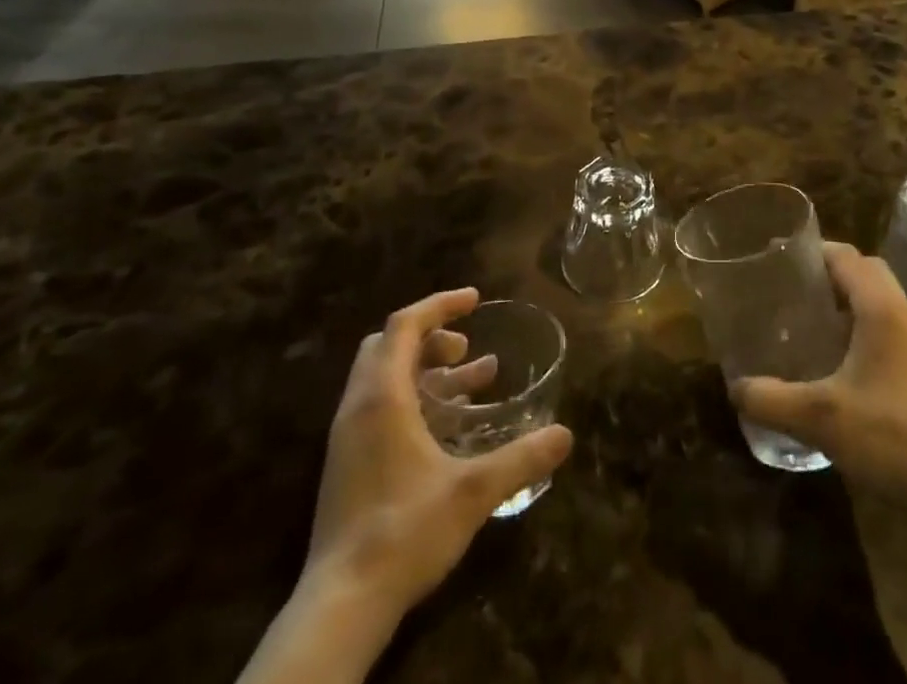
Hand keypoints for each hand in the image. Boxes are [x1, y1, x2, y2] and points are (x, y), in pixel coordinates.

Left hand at [306, 288, 573, 620]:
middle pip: (389, 345)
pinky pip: (380, 407)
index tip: (475, 300)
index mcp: (382, 397)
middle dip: (431, 335)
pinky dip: (414, 398)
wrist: (341, 605)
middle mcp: (359, 406)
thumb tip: (565, 434)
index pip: (405, 324)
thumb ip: (520, 459)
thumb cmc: (404, 532)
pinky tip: (447, 429)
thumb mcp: (472, 492)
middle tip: (466, 347)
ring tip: (474, 382)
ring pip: (384, 377)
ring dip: (426, 369)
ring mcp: (348, 437)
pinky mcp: (348, 465)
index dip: (440, 305)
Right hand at [732, 243, 906, 505]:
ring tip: (807, 323)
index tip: (778, 260)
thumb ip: (773, 400)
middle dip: (828, 273)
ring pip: (878, 301)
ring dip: (845, 302)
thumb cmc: (893, 435)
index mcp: (880, 307)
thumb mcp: (822, 417)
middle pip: (864, 271)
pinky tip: (836, 364)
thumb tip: (736, 388)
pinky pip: (886, 329)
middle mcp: (901, 313)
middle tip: (792, 291)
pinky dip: (860, 330)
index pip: (844, 255)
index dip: (811, 251)